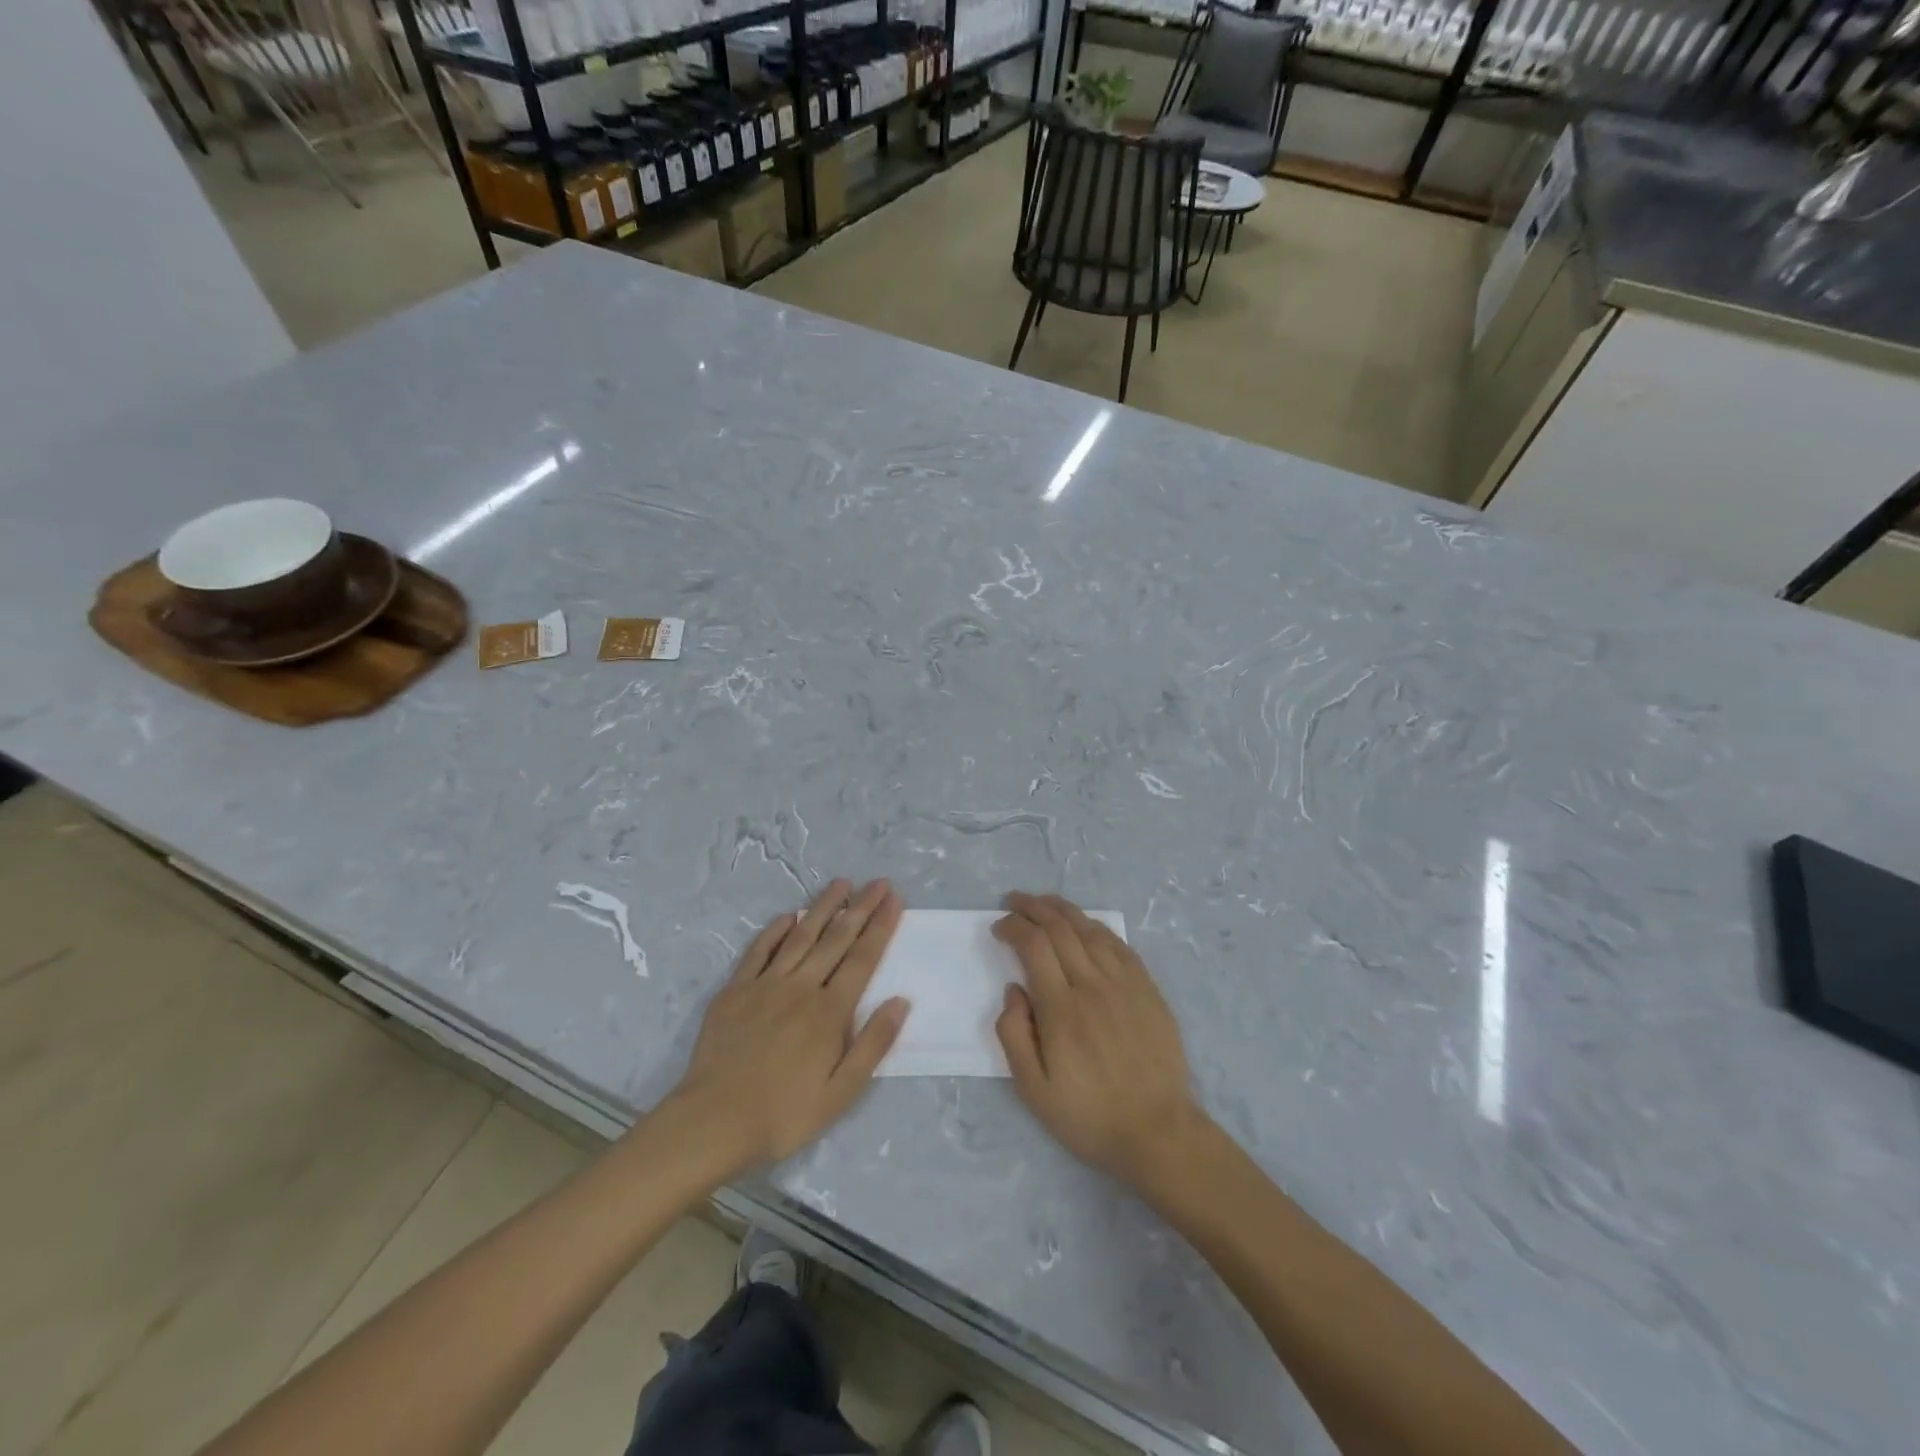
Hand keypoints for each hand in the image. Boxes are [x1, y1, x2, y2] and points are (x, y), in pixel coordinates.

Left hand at [669, 879, 909, 1171]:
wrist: (711, 1123)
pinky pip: (759, 950)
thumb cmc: (783, 1115)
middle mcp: (800, 987)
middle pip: (836, 939)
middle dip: (860, 908)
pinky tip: (788, 916)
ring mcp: (765, 985)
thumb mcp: (840, 1093)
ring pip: (800, 936)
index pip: (862, 958)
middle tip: (878, 882)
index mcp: (829, 1012)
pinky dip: (775, 930)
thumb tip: (900, 1001)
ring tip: (841, 884)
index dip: (880, 927)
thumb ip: (873, 1044)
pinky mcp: (735, 991)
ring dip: (823, 908)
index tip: (894, 900)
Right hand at [994, 893, 1203, 1187]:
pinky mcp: (1147, 990)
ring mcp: (1125, 984)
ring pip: (1090, 930)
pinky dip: (1096, 927)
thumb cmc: (1089, 1116)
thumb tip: (1013, 989)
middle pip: (1060, 928)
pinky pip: (1119, 945)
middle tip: (1013, 901)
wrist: (1158, 1133)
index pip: (1034, 946)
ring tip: (1043, 901)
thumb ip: (1014, 1035)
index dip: (1013, 927)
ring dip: (1063, 909)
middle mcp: (1093, 986)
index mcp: (1061, 1009)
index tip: (998, 927)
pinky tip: (1085, 924)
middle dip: (1033, 908)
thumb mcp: (1034, 1091)